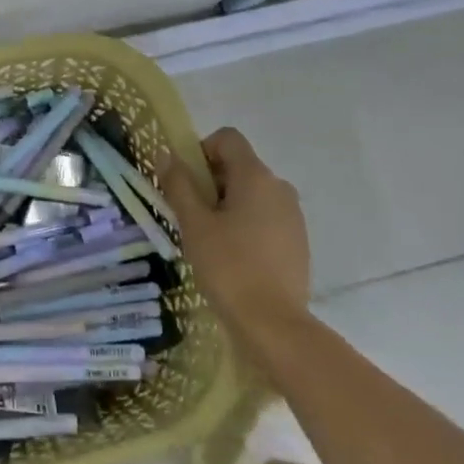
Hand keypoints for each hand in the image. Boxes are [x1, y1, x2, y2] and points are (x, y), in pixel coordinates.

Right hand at [165, 128, 311, 344]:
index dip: (201, 150)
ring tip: (210, 240)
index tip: (187, 182)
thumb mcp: (194, 223)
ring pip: (252, 193)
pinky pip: (266, 216)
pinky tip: (233, 256)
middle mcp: (279, 187)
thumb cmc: (228, 266)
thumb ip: (178, 184)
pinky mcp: (298, 240)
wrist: (274, 324)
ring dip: (228, 204)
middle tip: (191, 216)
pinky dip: (246, 224)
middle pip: (239, 165)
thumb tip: (165, 153)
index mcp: (256, 176)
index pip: (227, 138)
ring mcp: (293, 214)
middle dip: (211, 182)